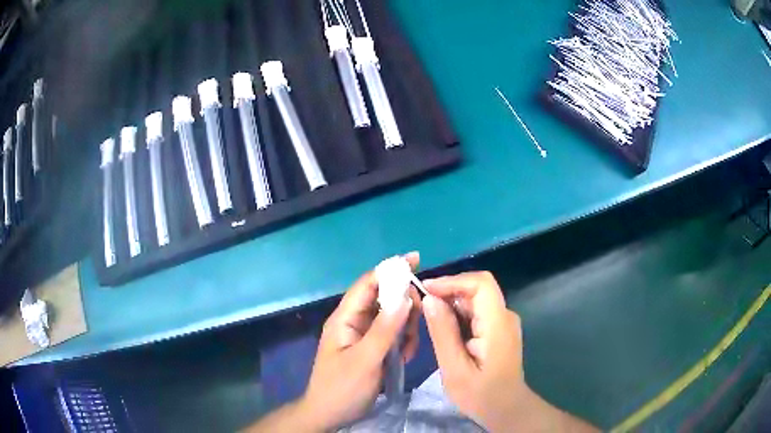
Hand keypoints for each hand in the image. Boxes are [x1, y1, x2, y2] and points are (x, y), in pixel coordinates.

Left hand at [299, 253, 421, 430]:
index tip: (417, 259)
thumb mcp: (365, 360)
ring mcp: (362, 335)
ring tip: (407, 349)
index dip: (390, 269)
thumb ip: (384, 329)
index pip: (368, 283)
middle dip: (404, 308)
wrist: (329, 414)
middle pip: (383, 299)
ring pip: (391, 318)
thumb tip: (405, 297)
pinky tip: (404, 356)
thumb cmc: (342, 388)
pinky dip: (401, 341)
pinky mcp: (370, 348)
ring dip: (405, 329)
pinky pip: (391, 334)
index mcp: (345, 318)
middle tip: (417, 326)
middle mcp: (353, 322)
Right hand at [422, 271, 525, 430]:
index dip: (453, 281)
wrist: (506, 409)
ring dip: (450, 304)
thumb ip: (443, 333)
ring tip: (426, 317)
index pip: (481, 284)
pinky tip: (442, 328)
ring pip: (475, 300)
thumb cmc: (481, 395)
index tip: (426, 290)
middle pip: (477, 289)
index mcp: (497, 324)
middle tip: (420, 306)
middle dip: (447, 292)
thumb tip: (429, 299)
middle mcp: (504, 316)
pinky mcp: (498, 329)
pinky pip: (476, 312)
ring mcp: (503, 322)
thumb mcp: (455, 369)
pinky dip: (457, 315)